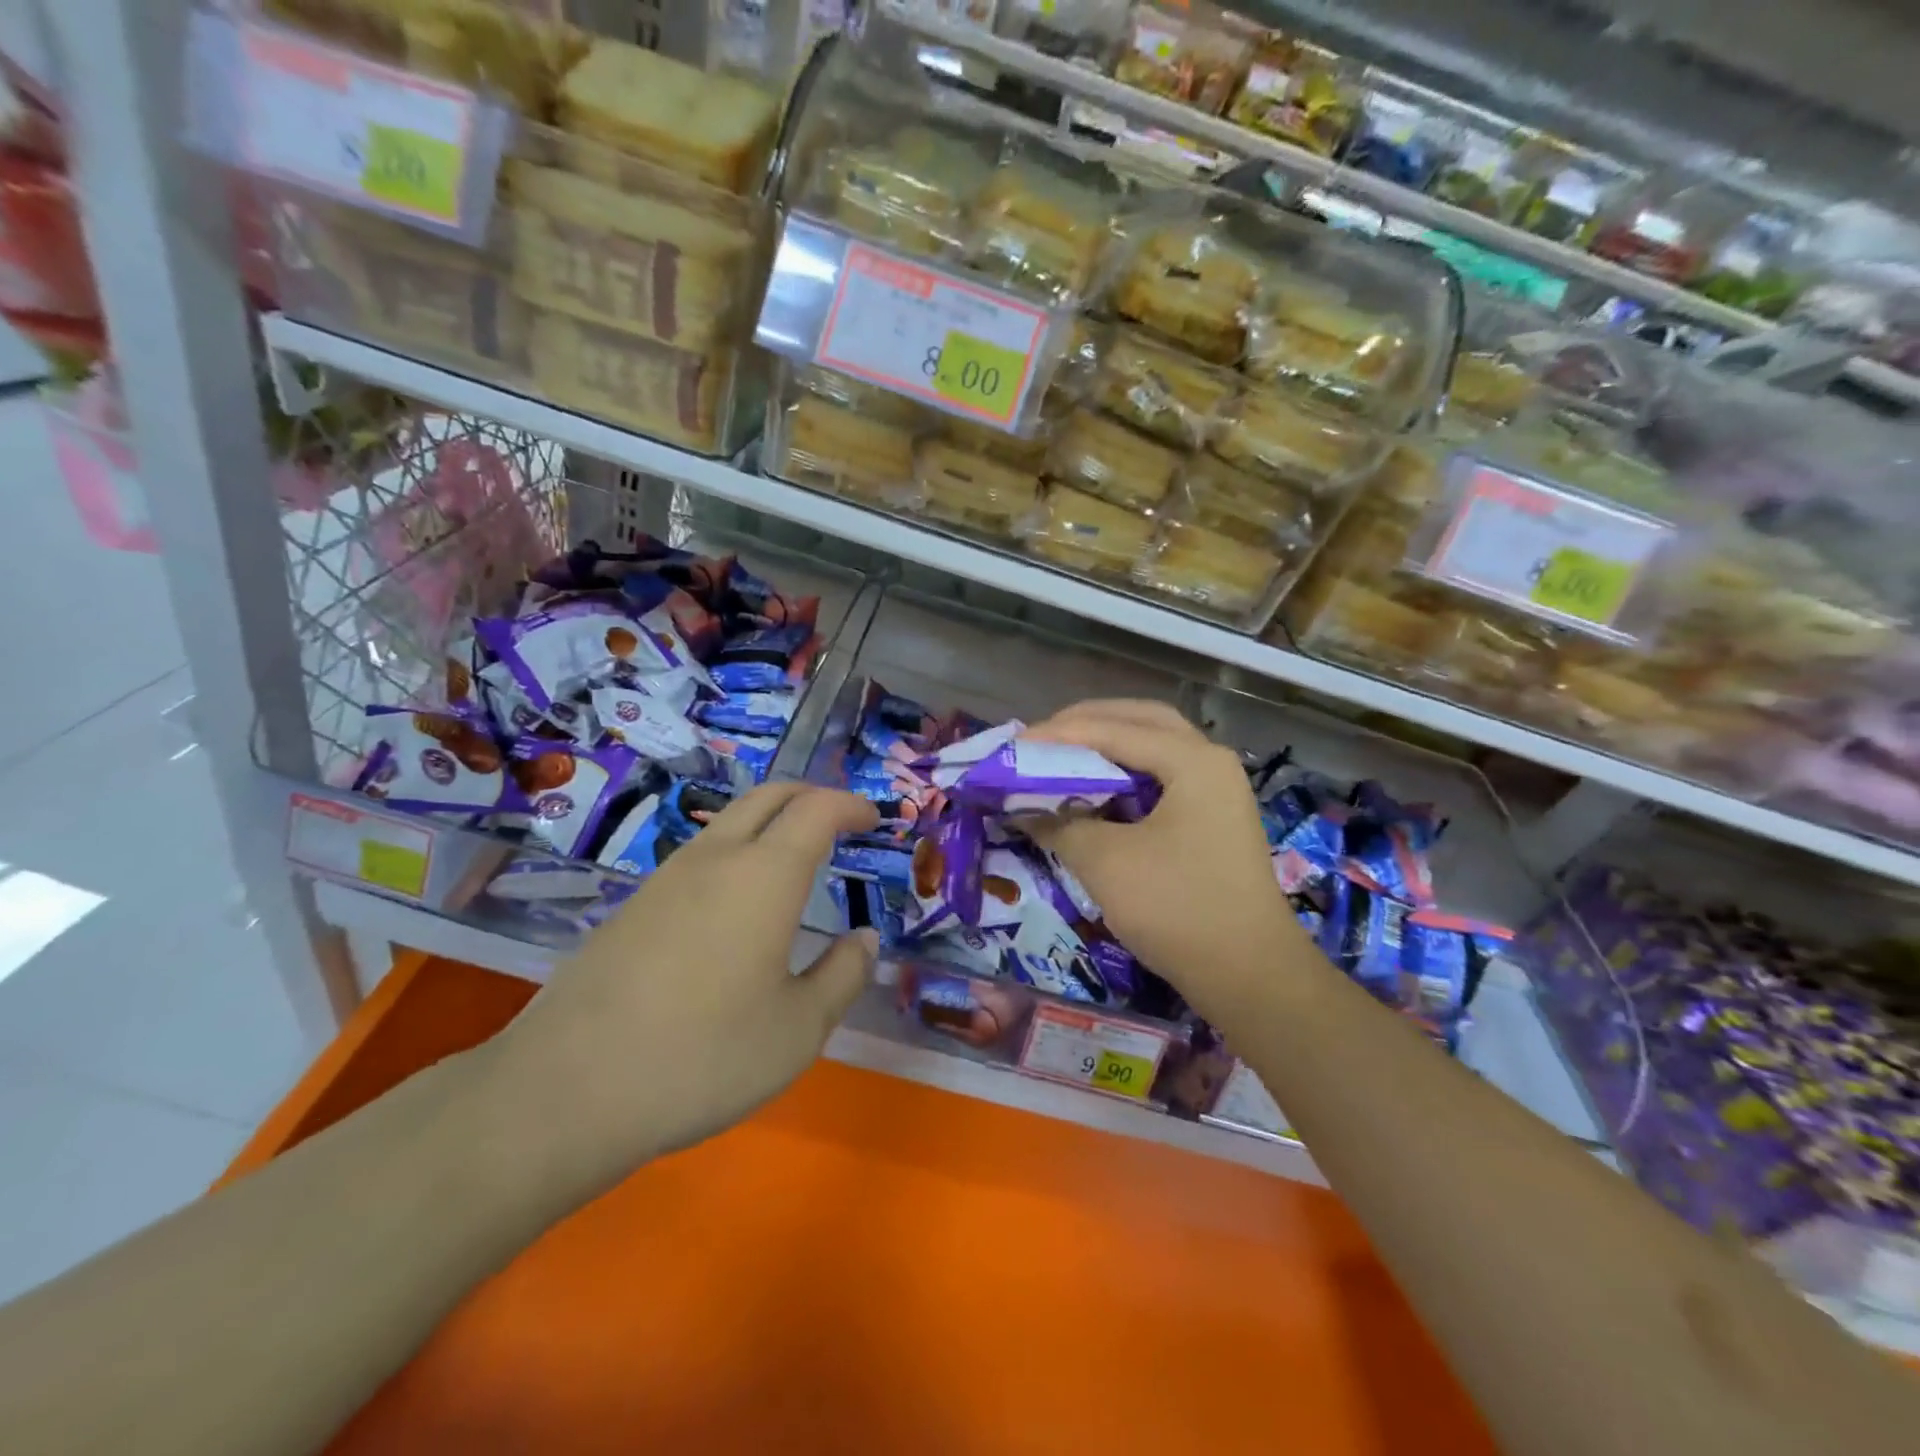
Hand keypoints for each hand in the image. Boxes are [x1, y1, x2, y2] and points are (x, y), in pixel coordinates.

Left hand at [489, 783, 880, 1194]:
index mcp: (765, 875)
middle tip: (840, 821)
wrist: (566, 1090)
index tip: (873, 820)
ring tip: (795, 860)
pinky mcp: (633, 906)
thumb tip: (863, 940)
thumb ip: (843, 976)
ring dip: (770, 822)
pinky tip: (737, 903)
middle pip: (769, 796)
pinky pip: (699, 855)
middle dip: (811, 796)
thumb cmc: (703, 1056)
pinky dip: (736, 852)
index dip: (851, 805)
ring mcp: (666, 878)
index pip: (817, 810)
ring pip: (729, 821)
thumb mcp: (798, 1030)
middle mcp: (715, 859)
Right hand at [1024, 700, 1308, 1022]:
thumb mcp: (1106, 863)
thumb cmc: (1178, 909)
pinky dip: (1124, 776)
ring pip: (1153, 748)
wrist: (1250, 977)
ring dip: (1107, 746)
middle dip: (1087, 724)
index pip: (1114, 729)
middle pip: (1141, 721)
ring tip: (1061, 757)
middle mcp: (1209, 762)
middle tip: (1041, 739)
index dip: (1058, 735)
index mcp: (1192, 760)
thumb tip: (1023, 807)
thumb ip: (1059, 823)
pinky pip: (1160, 778)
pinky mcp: (1211, 819)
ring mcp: (1215, 791)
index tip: (1012, 745)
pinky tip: (1094, 791)